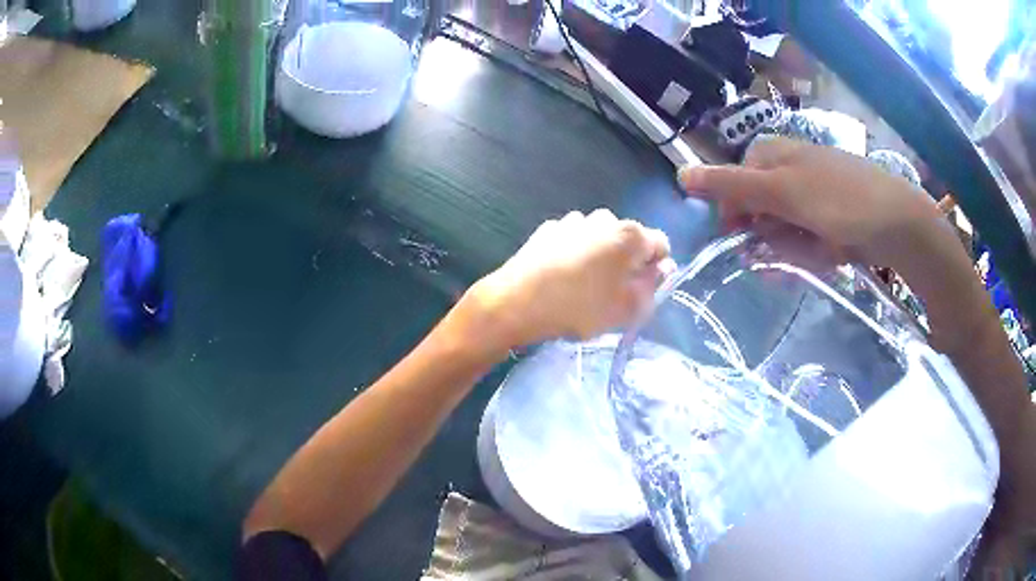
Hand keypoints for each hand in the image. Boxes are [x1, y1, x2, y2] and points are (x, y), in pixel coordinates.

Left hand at [462, 209, 671, 351]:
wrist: (516, 302)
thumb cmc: (579, 308)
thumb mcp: (626, 309)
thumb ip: (652, 287)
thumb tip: (662, 269)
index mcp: (630, 235)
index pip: (661, 244)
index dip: (657, 267)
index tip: (644, 288)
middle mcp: (605, 218)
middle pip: (629, 239)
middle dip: (628, 261)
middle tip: (615, 291)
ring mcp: (573, 221)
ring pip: (600, 238)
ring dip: (601, 256)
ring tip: (585, 285)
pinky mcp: (548, 228)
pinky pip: (574, 240)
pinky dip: (576, 253)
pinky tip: (562, 276)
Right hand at [677, 137, 944, 275]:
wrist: (899, 224)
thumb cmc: (839, 201)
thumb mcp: (782, 192)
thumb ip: (733, 186)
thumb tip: (680, 176)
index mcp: (778, 154)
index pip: (738, 179)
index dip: (735, 209)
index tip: (740, 237)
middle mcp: (795, 169)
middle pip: (762, 206)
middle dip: (770, 234)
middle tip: (786, 252)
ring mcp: (818, 193)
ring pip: (787, 226)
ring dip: (794, 248)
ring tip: (818, 255)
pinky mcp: (836, 215)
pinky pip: (812, 237)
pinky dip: (816, 251)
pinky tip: (831, 255)